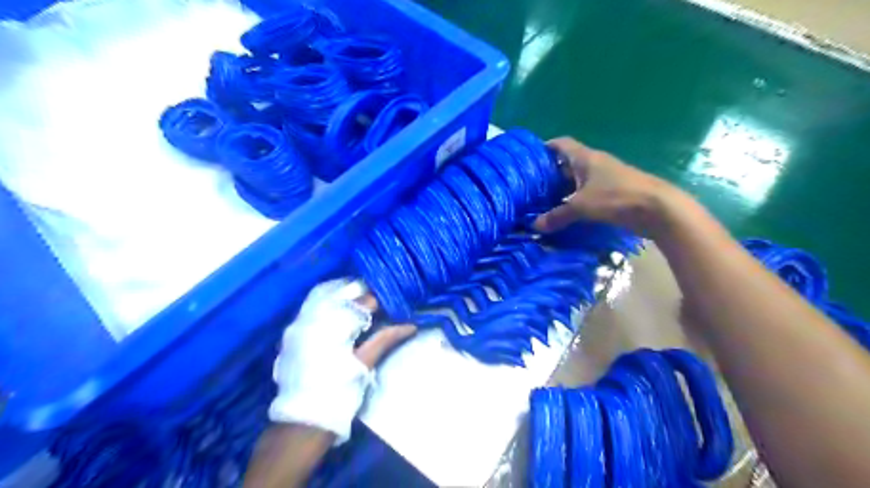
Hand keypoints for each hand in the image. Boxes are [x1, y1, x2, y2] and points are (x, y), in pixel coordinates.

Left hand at [270, 280, 413, 444]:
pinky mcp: (293, 332)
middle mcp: (313, 317)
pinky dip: (329, 303)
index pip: (362, 301)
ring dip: (346, 296)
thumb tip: (410, 325)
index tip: (394, 303)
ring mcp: (300, 323)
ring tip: (364, 304)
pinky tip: (341, 311)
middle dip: (363, 294)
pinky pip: (312, 306)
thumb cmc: (338, 393)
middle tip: (381, 302)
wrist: (301, 422)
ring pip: (325, 295)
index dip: (381, 300)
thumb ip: (385, 339)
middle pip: (343, 292)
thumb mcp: (364, 365)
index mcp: (334, 325)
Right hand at [531, 137, 686, 237]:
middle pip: (567, 164)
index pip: (562, 144)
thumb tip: (535, 226)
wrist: (658, 209)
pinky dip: (576, 201)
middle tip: (532, 188)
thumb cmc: (616, 197)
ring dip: (563, 190)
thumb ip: (557, 215)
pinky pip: (587, 194)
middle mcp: (595, 164)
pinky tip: (565, 214)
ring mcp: (605, 179)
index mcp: (586, 158)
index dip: (545, 148)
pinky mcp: (613, 194)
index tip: (529, 159)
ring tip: (544, 203)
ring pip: (577, 181)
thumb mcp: (582, 206)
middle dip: (550, 174)